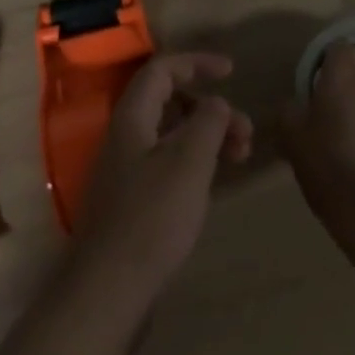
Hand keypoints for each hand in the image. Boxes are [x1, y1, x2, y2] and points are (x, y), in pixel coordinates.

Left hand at [73, 53, 253, 309]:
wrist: (109, 291)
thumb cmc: (152, 218)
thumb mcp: (189, 162)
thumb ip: (208, 123)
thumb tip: (217, 103)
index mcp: (133, 117)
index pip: (163, 69)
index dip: (197, 63)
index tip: (231, 72)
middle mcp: (127, 136)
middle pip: (170, 101)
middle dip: (211, 107)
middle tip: (245, 130)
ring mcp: (128, 169)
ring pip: (173, 134)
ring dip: (208, 136)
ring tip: (241, 156)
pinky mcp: (134, 200)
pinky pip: (170, 162)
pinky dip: (197, 161)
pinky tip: (215, 180)